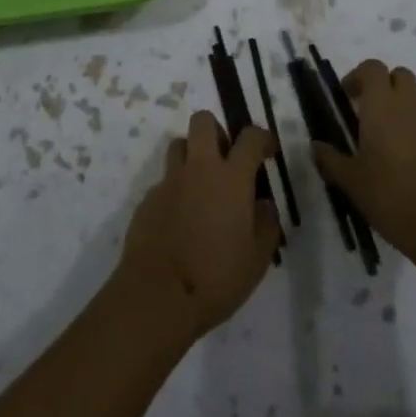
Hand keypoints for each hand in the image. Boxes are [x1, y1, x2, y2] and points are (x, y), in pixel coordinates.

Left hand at [116, 110, 282, 341]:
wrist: (158, 295)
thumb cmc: (216, 278)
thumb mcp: (257, 260)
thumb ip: (266, 225)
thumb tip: (264, 204)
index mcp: (231, 178)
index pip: (250, 138)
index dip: (262, 138)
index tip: (267, 151)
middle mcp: (199, 168)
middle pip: (203, 121)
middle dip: (216, 131)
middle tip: (226, 159)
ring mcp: (170, 181)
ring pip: (179, 145)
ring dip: (191, 155)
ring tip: (201, 185)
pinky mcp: (148, 198)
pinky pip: (164, 181)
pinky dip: (175, 191)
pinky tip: (180, 220)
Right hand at [312, 59, 415, 269]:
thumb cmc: (393, 197)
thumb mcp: (352, 182)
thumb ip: (331, 160)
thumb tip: (315, 145)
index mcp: (381, 105)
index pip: (372, 68)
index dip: (358, 76)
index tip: (347, 97)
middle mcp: (409, 106)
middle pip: (400, 75)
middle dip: (384, 85)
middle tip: (368, 111)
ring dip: (403, 107)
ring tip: (388, 138)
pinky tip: (410, 162)